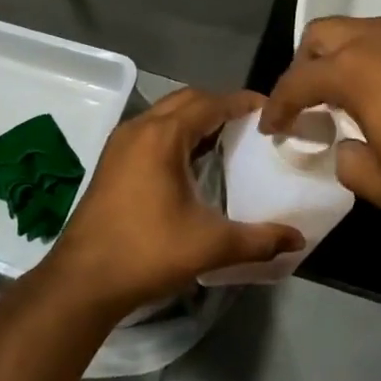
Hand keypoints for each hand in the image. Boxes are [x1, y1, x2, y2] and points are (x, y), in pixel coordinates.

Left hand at [41, 88, 303, 315]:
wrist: (83, 281)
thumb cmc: (147, 252)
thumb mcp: (210, 245)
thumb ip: (259, 240)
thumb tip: (297, 240)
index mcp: (163, 136)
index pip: (211, 102)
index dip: (242, 102)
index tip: (270, 110)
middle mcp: (139, 128)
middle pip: (187, 100)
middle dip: (220, 105)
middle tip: (251, 124)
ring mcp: (120, 143)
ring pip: (165, 114)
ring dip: (196, 118)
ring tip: (227, 139)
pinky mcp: (111, 161)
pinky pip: (151, 131)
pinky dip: (176, 133)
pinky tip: (192, 162)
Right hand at [261, 16, 380, 217]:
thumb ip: (351, 166)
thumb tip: (348, 147)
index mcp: (353, 70)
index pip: (297, 81)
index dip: (277, 105)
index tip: (271, 125)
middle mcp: (378, 38)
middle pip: (321, 35)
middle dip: (304, 64)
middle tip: (309, 99)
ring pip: (361, 30)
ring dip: (344, 57)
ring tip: (354, 94)